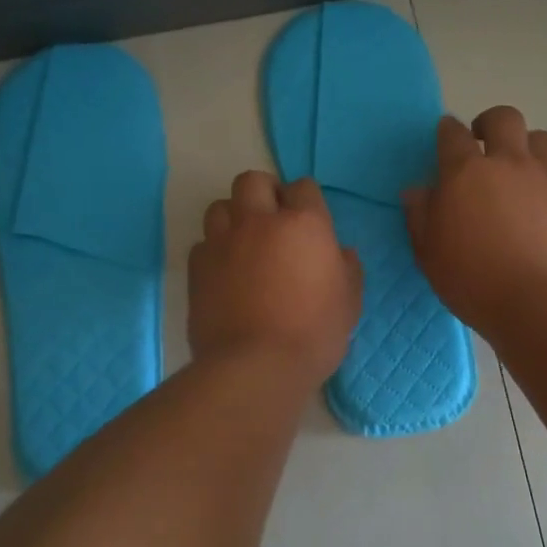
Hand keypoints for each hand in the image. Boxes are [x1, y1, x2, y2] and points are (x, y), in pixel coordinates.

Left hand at [189, 171, 362, 383]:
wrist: (256, 366)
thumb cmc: (314, 334)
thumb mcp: (349, 303)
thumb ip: (347, 269)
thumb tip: (341, 253)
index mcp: (303, 224)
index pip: (303, 186)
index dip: (306, 201)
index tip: (308, 223)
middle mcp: (259, 221)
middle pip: (253, 181)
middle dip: (264, 193)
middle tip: (272, 221)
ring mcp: (223, 241)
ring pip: (220, 206)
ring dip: (234, 217)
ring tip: (244, 243)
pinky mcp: (197, 266)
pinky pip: (203, 243)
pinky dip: (214, 251)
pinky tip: (224, 273)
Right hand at [403, 108, 546, 336]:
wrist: (540, 302)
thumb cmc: (474, 281)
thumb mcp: (429, 254)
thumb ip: (420, 216)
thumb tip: (417, 189)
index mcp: (465, 173)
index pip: (452, 134)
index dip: (447, 131)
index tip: (446, 137)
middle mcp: (508, 161)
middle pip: (503, 118)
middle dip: (490, 124)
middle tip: (484, 145)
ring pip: (541, 138)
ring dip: (527, 147)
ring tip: (521, 172)